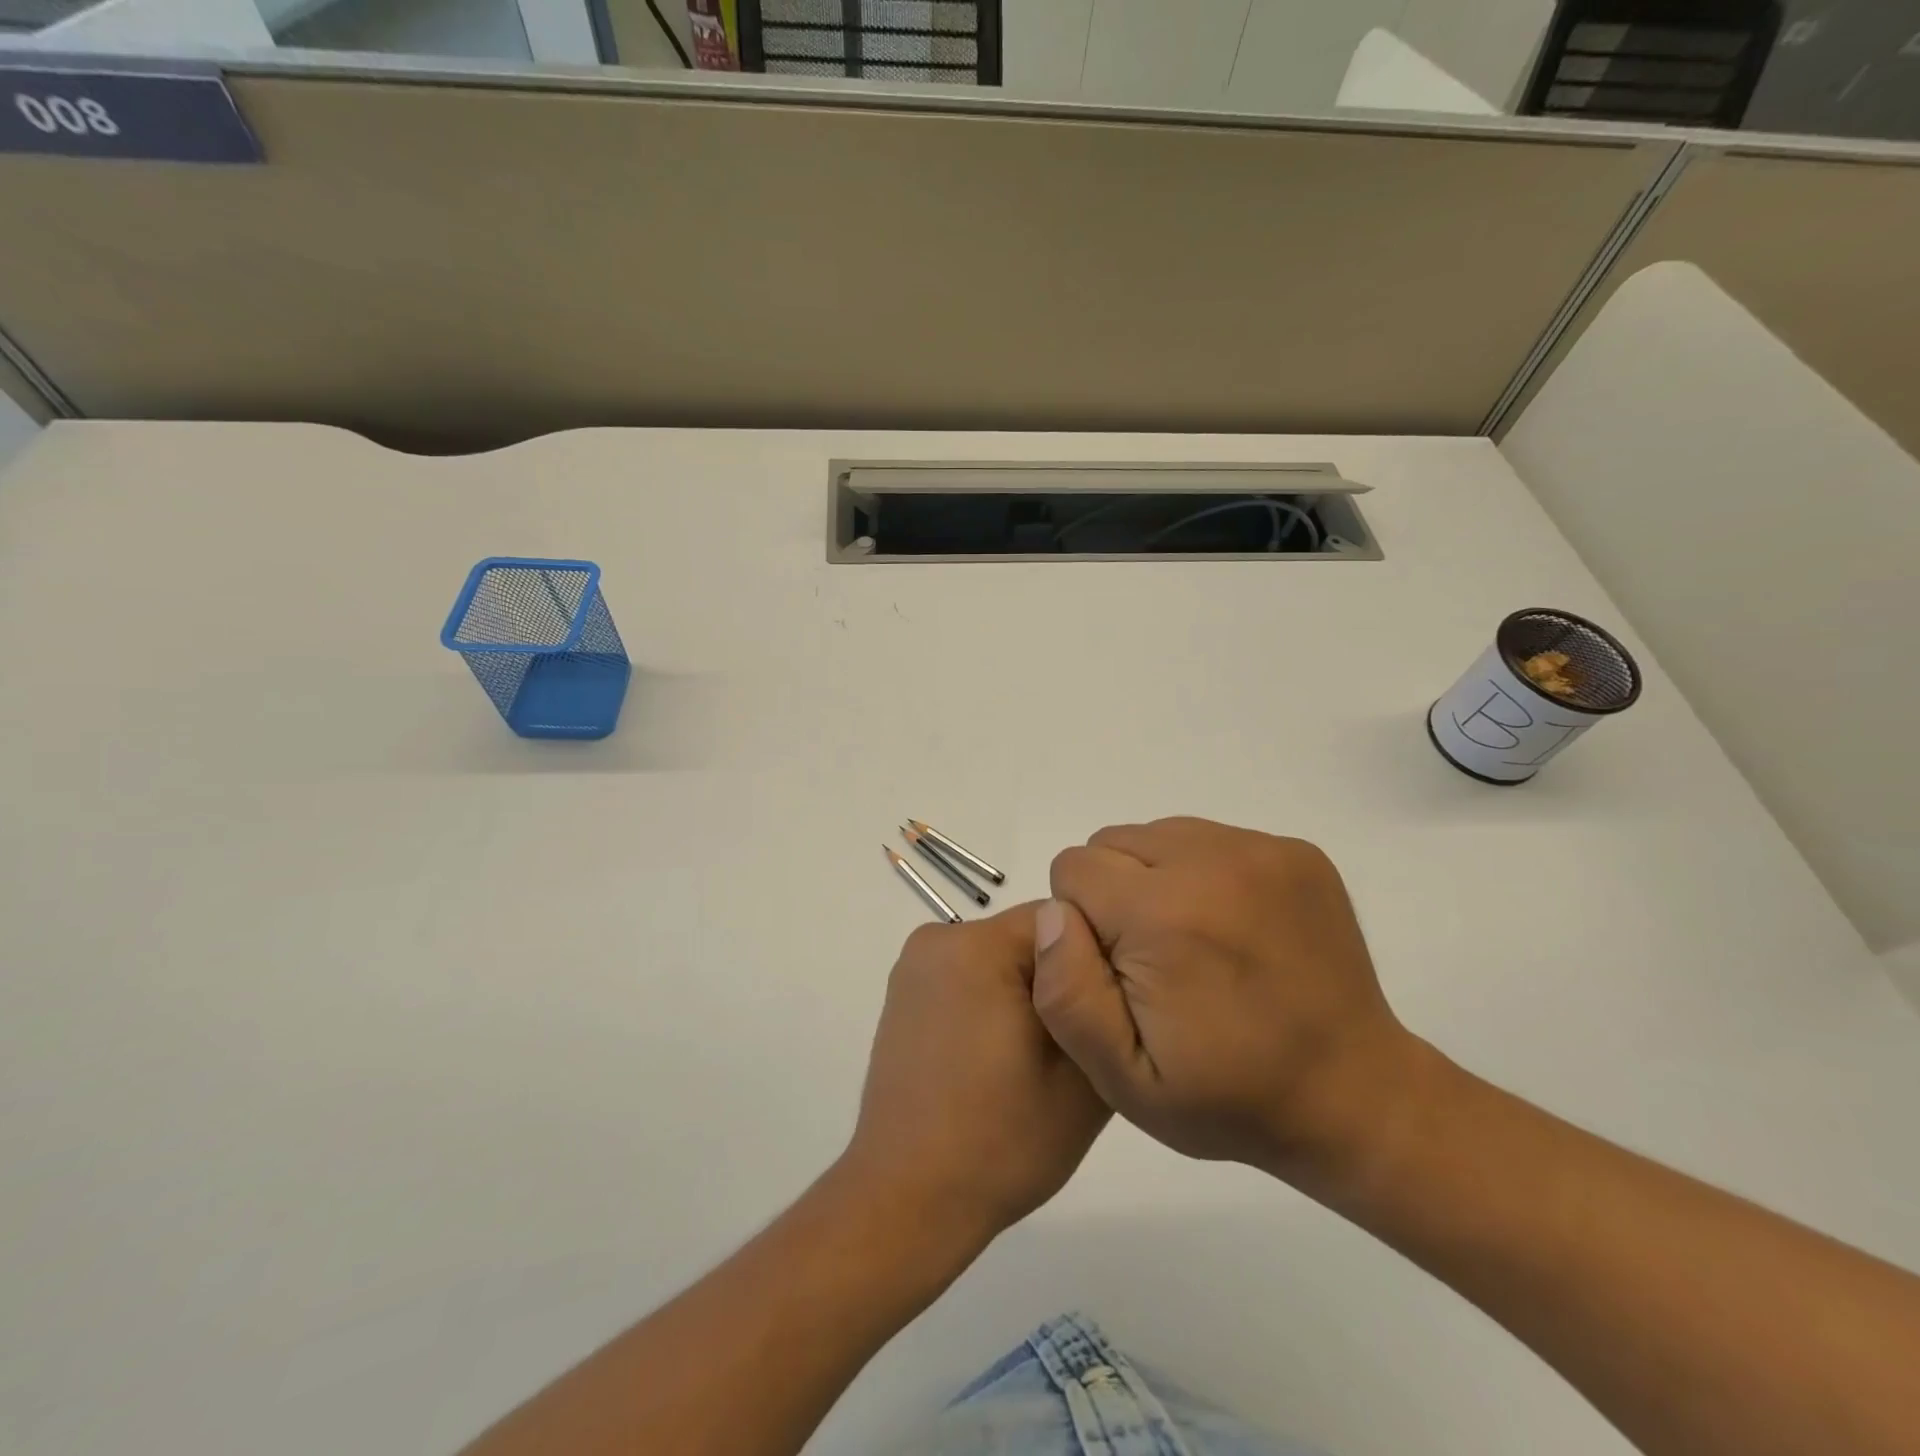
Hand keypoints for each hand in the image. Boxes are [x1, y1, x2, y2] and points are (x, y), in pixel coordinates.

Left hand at [840, 903, 1110, 1249]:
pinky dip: (992, 1005)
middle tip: (1079, 1044)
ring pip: (1000, 960)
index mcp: (977, 945)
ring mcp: (913, 968)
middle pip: (1029, 938)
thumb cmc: (1001, 1140)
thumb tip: (1110, 973)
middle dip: (1060, 979)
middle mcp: (937, 939)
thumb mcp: (1082, 1077)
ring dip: (1027, 994)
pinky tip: (1000, 1060)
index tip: (1108, 1013)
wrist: (909, 1199)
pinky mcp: (903, 997)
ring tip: (1039, 1060)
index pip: (1063, 921)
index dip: (1096, 964)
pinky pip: (969, 979)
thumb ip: (1104, 1009)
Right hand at [1033, 817, 1420, 1181]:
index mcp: (1163, 913)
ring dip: (1155, 878)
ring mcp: (1260, 849)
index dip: (1081, 923)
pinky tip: (1230, 928)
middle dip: (1114, 894)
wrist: (1354, 1093)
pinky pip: (1209, 838)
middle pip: (1112, 843)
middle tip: (1153, 959)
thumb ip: (1067, 994)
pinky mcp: (1294, 850)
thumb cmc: (1228, 1096)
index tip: (1118, 970)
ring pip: (1159, 834)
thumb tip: (1052, 914)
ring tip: (1191, 942)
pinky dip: (1201, 874)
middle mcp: (1211, 860)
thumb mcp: (1124, 1078)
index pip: (1073, 869)